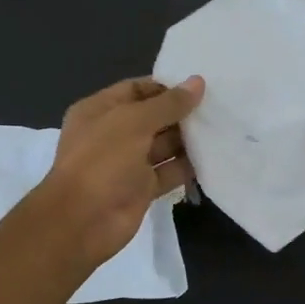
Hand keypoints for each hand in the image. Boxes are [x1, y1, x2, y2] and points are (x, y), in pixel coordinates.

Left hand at [36, 76, 203, 268]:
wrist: (82, 221)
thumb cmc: (102, 161)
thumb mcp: (133, 122)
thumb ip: (168, 104)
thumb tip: (197, 82)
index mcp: (100, 111)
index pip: (136, 89)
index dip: (165, 87)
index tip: (199, 87)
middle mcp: (113, 134)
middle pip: (153, 117)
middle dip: (182, 113)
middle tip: (218, 107)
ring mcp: (127, 163)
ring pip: (163, 146)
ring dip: (188, 139)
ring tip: (222, 128)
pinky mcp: (142, 189)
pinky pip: (169, 172)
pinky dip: (188, 167)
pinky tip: (214, 157)